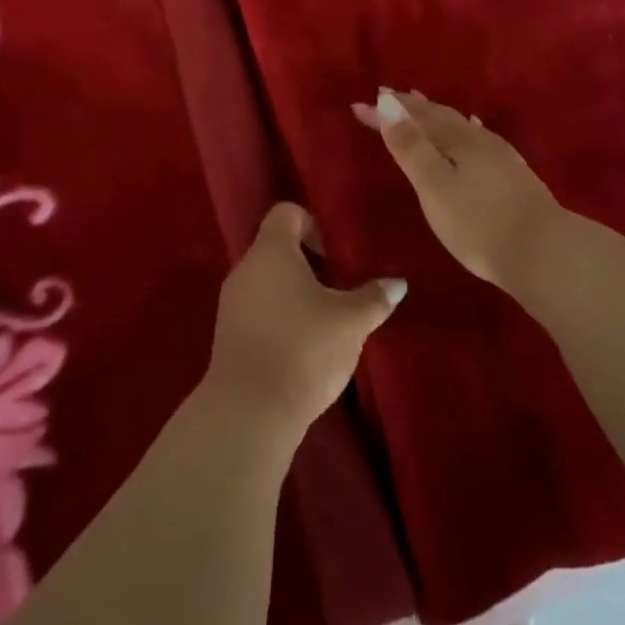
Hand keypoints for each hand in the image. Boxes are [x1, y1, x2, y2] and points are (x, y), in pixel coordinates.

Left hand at [202, 204, 405, 438]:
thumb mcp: (349, 322)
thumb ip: (373, 298)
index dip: (313, 226)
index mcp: (271, 250)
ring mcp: (231, 302)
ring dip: (294, 295)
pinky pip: (257, 310)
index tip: (334, 258)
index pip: (287, 213)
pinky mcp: (227, 336)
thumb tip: (397, 283)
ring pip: (267, 282)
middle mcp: (245, 267)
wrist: (249, 411)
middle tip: (337, 291)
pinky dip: (279, 318)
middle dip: (309, 265)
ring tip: (323, 323)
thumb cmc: (303, 348)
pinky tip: (301, 348)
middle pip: (277, 248)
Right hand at [353, 89, 562, 288]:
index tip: (358, 105)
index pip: (413, 118)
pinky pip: (480, 138)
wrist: (546, 254)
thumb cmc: (479, 223)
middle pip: (438, 116)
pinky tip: (474, 131)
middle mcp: (477, 140)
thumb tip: (387, 100)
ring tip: (424, 105)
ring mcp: (499, 156)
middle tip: (389, 95)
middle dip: (411, 107)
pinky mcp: (514, 175)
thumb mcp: (434, 186)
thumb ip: (410, 145)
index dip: (384, 112)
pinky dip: (466, 129)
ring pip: (461, 125)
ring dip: (437, 115)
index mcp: (455, 140)